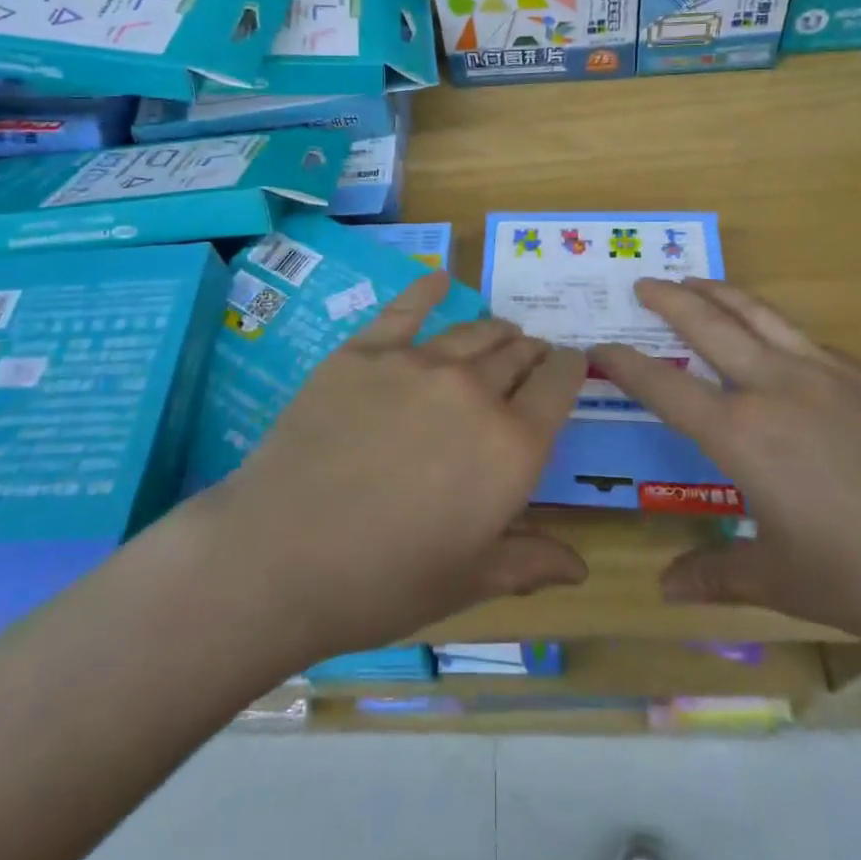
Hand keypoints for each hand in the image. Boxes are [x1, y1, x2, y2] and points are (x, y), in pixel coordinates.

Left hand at [195, 271, 588, 664]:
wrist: (280, 555)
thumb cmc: (384, 581)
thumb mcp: (468, 581)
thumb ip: (529, 561)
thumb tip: (581, 567)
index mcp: (512, 446)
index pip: (559, 385)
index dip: (571, 369)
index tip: (571, 366)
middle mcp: (474, 391)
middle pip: (518, 353)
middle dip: (532, 354)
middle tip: (531, 358)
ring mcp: (417, 363)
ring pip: (473, 332)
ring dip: (496, 330)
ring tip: (501, 332)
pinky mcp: (365, 351)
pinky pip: (406, 309)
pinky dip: (428, 289)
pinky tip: (439, 278)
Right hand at [590, 278, 860, 659]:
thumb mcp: (787, 582)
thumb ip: (719, 576)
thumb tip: (665, 587)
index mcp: (744, 435)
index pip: (665, 387)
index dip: (625, 364)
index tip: (598, 347)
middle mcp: (777, 389)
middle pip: (710, 326)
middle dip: (671, 300)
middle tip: (645, 284)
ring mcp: (829, 375)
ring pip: (761, 316)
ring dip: (722, 294)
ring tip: (698, 281)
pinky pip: (809, 341)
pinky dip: (778, 328)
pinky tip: (781, 341)